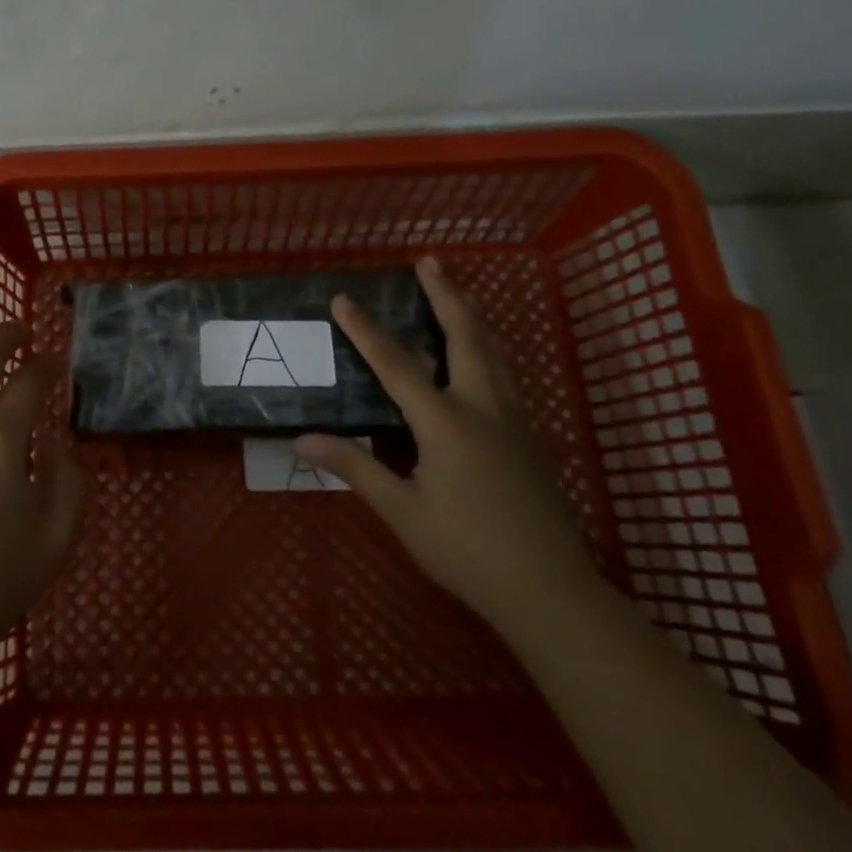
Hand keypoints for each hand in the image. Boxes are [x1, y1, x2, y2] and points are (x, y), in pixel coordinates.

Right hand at [295, 256, 594, 624]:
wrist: (549, 590)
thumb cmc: (467, 551)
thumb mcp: (402, 512)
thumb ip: (355, 468)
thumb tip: (302, 438)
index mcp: (446, 423)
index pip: (397, 365)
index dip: (366, 330)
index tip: (343, 299)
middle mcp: (483, 408)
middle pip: (465, 337)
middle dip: (445, 295)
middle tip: (431, 261)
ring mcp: (512, 419)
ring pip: (494, 350)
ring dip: (472, 314)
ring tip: (458, 288)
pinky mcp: (527, 435)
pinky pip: (506, 372)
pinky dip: (489, 344)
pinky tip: (484, 349)